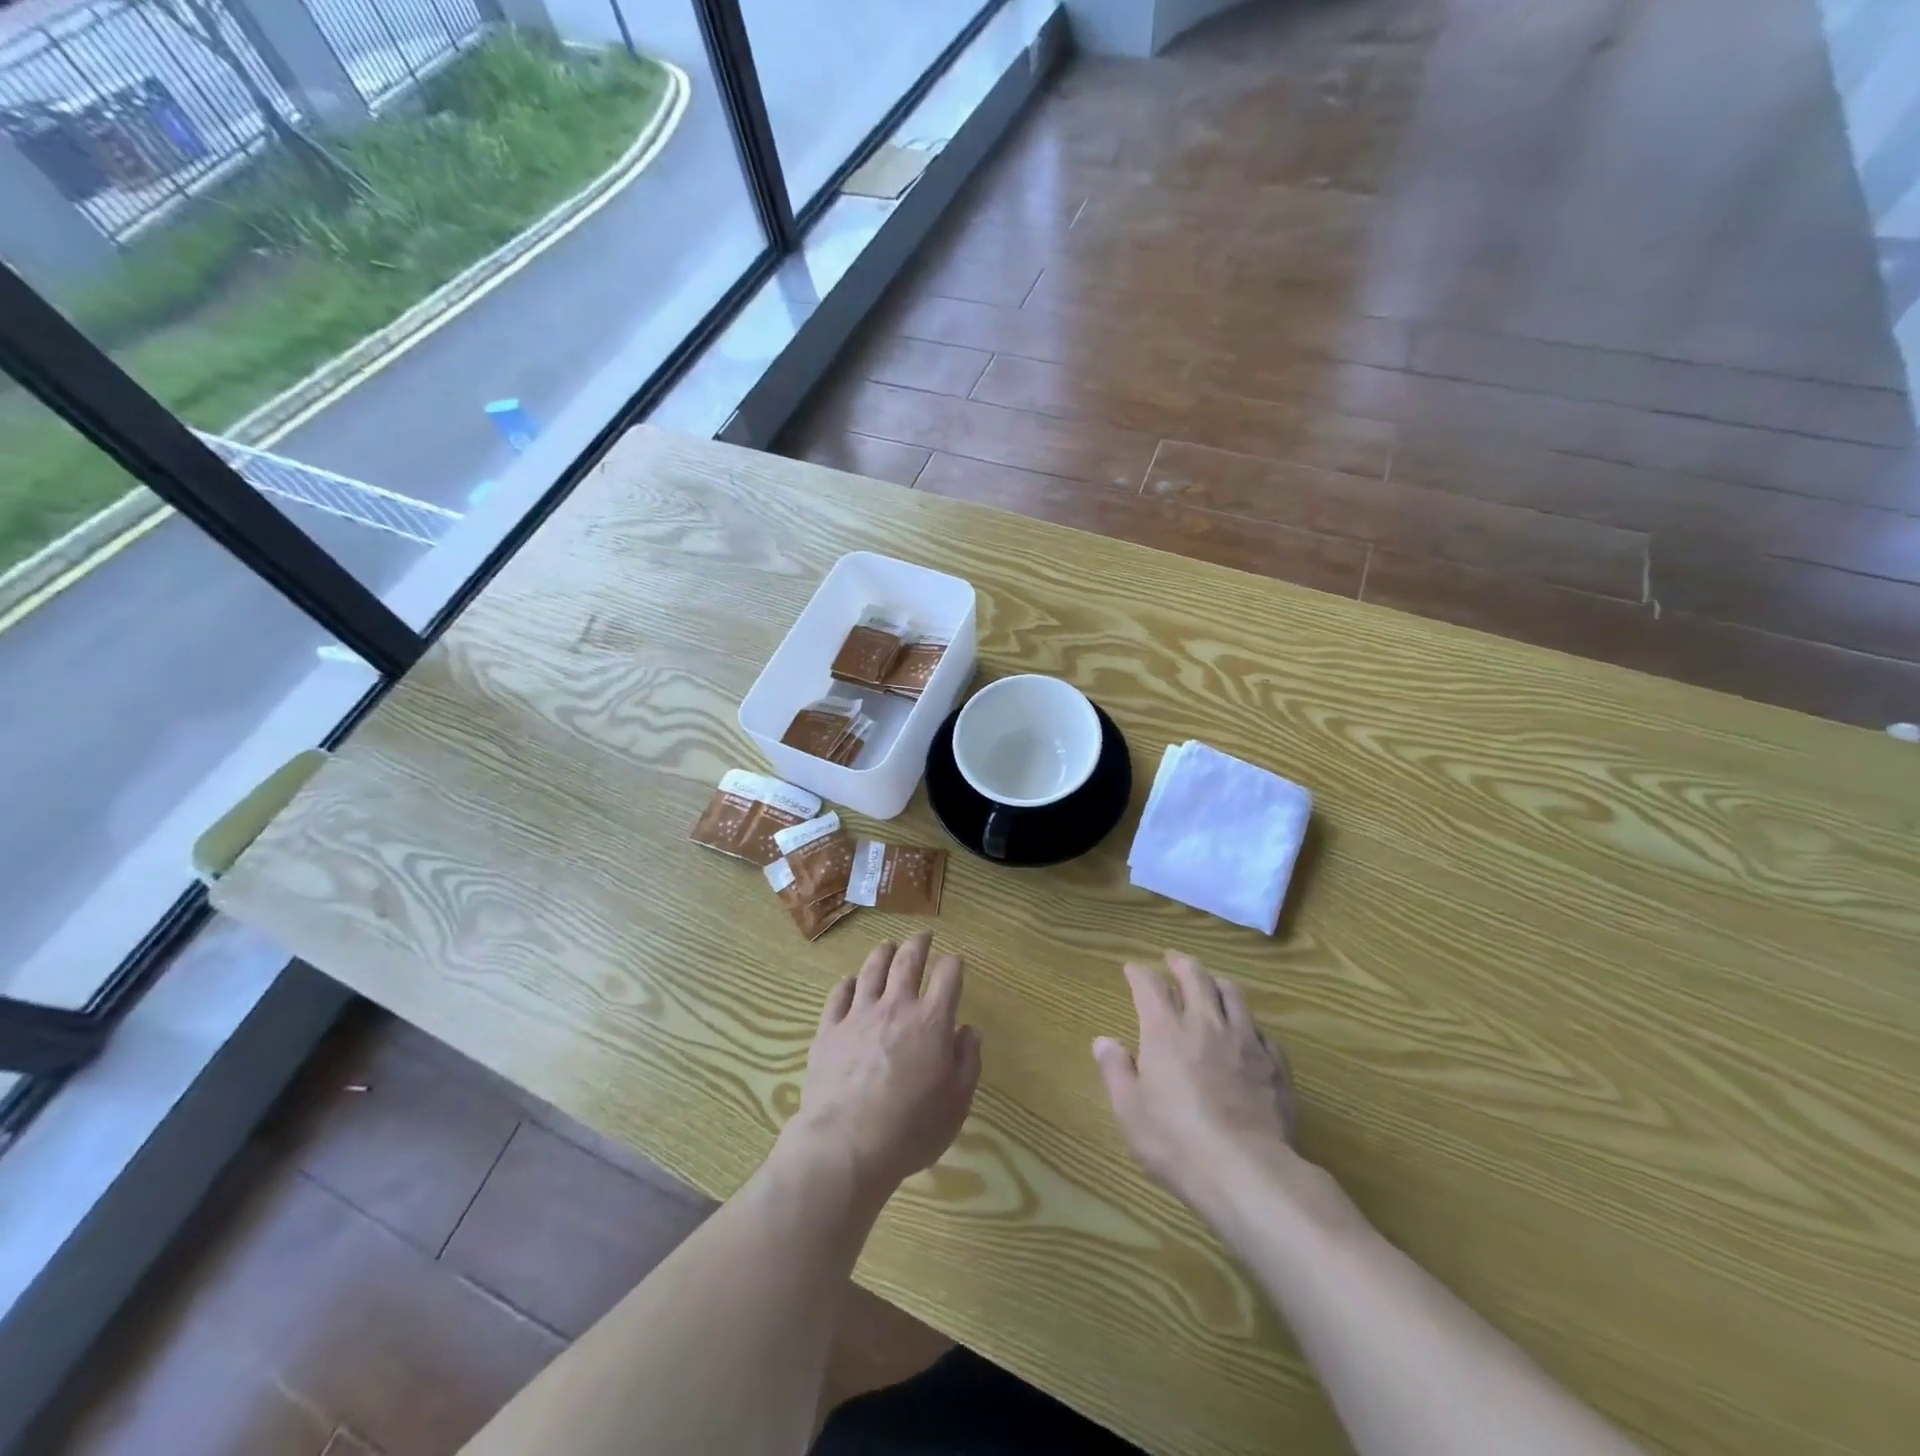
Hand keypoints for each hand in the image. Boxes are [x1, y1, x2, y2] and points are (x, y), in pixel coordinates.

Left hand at [784, 933, 981, 1204]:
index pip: (947, 975)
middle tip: (923, 936)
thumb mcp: (956, 1103)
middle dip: (918, 944)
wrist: (847, 1145)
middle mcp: (896, 1007)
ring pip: (872, 970)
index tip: (955, 962)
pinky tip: (850, 981)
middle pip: (907, 961)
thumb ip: (967, 1062)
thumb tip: (968, 1030)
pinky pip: (839, 995)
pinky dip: (847, 984)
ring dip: (883, 953)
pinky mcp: (829, 1029)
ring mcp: (859, 1015)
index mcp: (931, 1021)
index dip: (954, 964)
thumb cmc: (910, 1129)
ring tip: (888, 947)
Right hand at [1093, 952, 1297, 1214]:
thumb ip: (1116, 1071)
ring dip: (1217, 982)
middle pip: (1196, 976)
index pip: (1150, 985)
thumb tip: (1104, 1041)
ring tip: (1212, 983)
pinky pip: (1260, 1030)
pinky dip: (1247, 1022)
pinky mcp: (1274, 1064)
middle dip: (1181, 963)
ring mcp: (1245, 1040)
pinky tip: (1247, 1032)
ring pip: (1232, 994)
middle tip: (1173, 959)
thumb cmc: (1176, 1141)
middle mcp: (1205, 1023)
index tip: (1132, 969)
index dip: (1139, 973)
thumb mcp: (1130, 1111)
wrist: (1248, 1171)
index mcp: (1165, 1030)